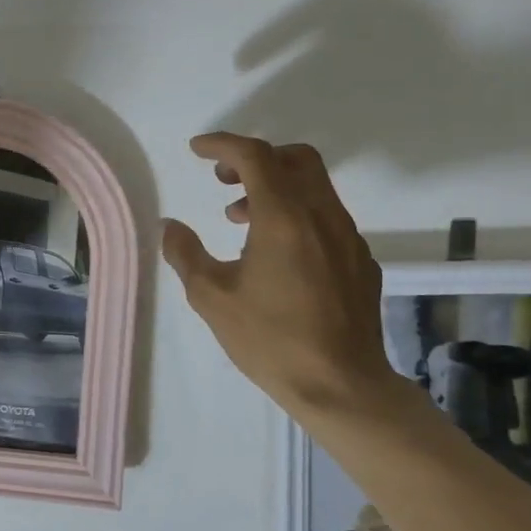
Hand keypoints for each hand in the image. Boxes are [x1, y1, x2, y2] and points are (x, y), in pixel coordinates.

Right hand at [161, 133, 398, 419]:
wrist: (341, 385)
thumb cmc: (270, 339)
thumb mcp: (211, 297)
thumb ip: (186, 253)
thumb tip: (170, 226)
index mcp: (284, 218)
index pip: (255, 156)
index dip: (223, 145)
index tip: (197, 150)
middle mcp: (322, 216)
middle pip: (296, 158)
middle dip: (255, 157)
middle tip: (223, 179)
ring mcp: (348, 238)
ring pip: (314, 187)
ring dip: (275, 188)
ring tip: (239, 220)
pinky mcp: (360, 261)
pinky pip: (326, 217)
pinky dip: (297, 214)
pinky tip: (276, 254)